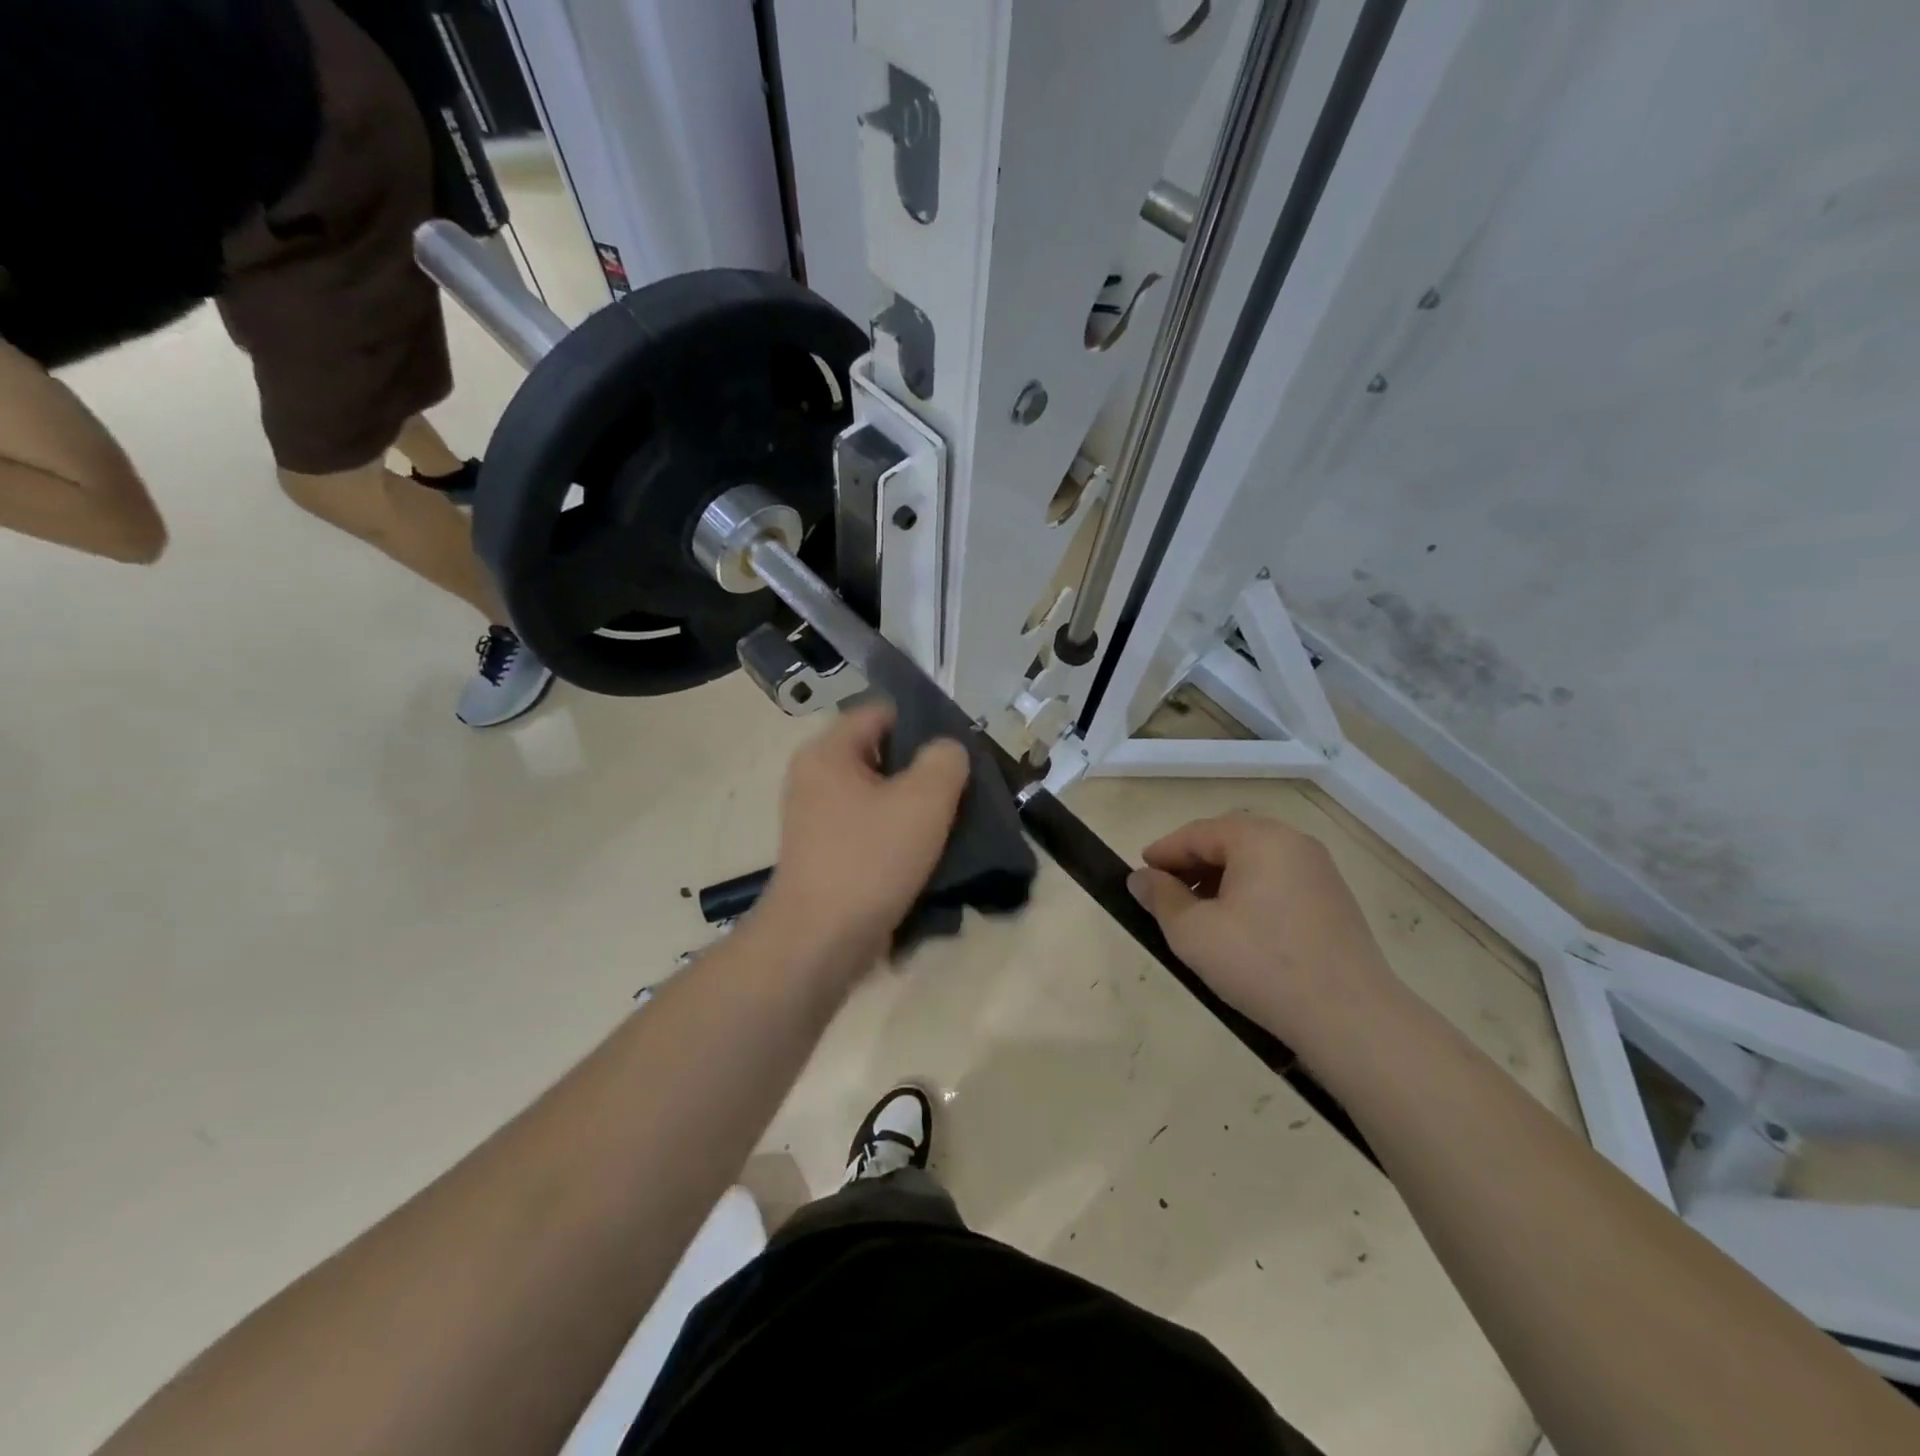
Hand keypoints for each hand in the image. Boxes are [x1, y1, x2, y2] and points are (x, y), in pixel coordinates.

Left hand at [754, 702, 970, 974]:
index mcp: (829, 752)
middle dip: (925, 770)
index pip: (882, 712)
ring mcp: (819, 819)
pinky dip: (900, 836)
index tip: (960, 750)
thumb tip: (947, 751)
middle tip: (965, 789)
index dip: (925, 722)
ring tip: (955, 823)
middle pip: (882, 755)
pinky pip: (872, 829)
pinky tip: (930, 854)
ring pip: (881, 796)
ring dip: (916, 807)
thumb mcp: (923, 800)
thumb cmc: (870, 860)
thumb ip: (945, 760)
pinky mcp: (828, 855)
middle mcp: (816, 778)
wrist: (819, 942)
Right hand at [1127, 814, 1402, 1051]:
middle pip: (1228, 842)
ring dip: (1219, 882)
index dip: (1163, 853)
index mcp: (1259, 839)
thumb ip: (1160, 898)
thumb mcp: (1193, 932)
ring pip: (1254, 863)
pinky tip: (1237, 930)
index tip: (1139, 875)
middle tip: (1164, 895)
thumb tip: (1140, 879)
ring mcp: (1319, 872)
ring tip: (1197, 916)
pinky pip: (1277, 883)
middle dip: (1192, 866)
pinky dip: (1249, 895)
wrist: (1350, 1018)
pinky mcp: (1334, 902)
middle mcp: (1293, 843)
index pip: (1197, 833)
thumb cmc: (1261, 964)